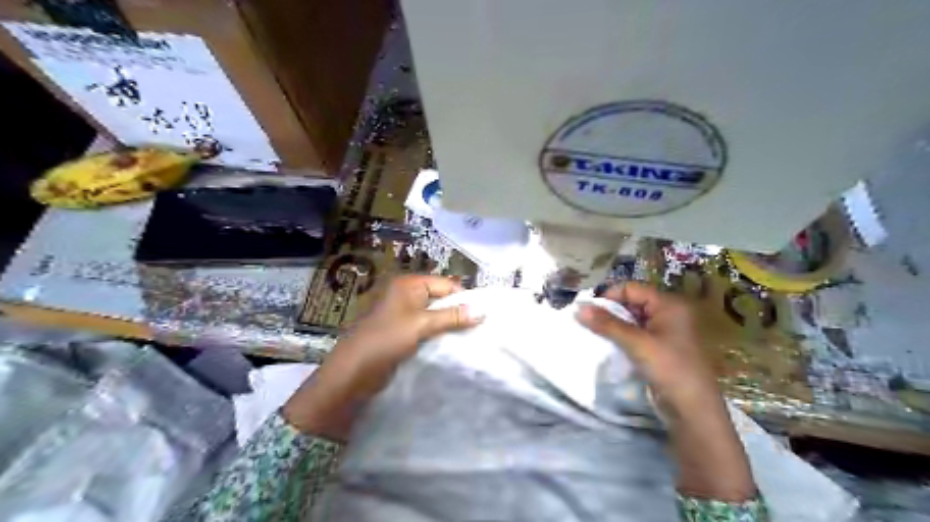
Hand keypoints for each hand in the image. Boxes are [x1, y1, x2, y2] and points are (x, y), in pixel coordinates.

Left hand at [281, 276, 478, 441]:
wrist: (354, 371)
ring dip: (450, 324)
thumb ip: (452, 316)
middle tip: (482, 326)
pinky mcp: (403, 332)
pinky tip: (454, 344)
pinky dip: (440, 334)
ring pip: (435, 315)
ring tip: (472, 336)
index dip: (464, 298)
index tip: (485, 314)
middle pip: (441, 298)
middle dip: (459, 311)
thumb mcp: (421, 324)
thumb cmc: (386, 339)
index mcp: (409, 284)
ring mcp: (404, 314)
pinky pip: (427, 328)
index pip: (446, 284)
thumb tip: (483, 310)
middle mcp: (407, 295)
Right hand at [580, 284, 757, 503]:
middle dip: (610, 311)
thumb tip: (578, 308)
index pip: (631, 288)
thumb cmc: (669, 368)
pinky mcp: (660, 347)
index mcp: (669, 304)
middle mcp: (668, 312)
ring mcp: (665, 331)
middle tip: (588, 322)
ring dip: (613, 325)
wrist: (693, 410)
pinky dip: (621, 336)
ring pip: (632, 319)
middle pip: (631, 302)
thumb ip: (607, 324)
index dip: (609, 296)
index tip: (589, 310)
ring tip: (595, 333)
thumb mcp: (637, 343)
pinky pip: (636, 334)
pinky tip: (609, 345)